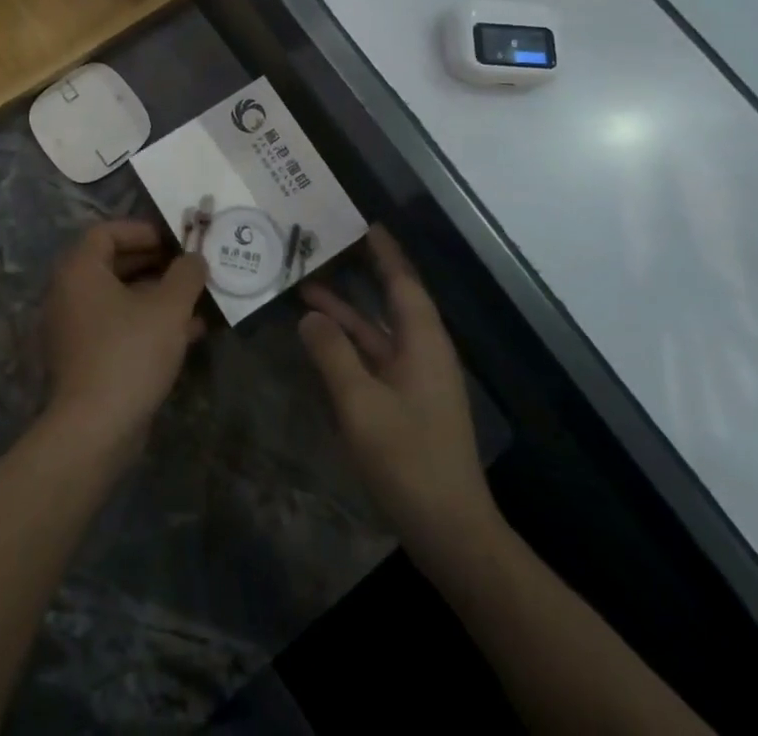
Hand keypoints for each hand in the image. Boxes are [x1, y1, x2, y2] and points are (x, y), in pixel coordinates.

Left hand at [39, 220, 209, 461]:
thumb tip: (195, 258)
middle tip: (189, 267)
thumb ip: (186, 275)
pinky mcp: (85, 359)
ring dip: (158, 295)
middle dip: (155, 263)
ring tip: (198, 300)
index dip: (141, 230)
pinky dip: (149, 322)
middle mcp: (69, 293)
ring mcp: (75, 328)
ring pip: (120, 298)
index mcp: (80, 270)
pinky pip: (118, 326)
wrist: (94, 429)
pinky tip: (189, 333)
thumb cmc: (129, 353)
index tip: (173, 240)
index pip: (106, 232)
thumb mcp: (168, 308)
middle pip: (113, 264)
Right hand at [299, 225, 498, 552]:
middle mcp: (423, 354)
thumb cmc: (408, 459)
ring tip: (306, 289)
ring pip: (378, 333)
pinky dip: (349, 345)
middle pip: (391, 302)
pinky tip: (321, 344)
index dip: (384, 252)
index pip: (403, 282)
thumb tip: (310, 316)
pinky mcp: (408, 405)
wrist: (451, 533)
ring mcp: (416, 382)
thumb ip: (332, 354)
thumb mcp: (360, 404)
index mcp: (423, 344)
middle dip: (361, 275)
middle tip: (328, 247)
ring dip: (347, 313)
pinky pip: (375, 359)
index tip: (364, 224)